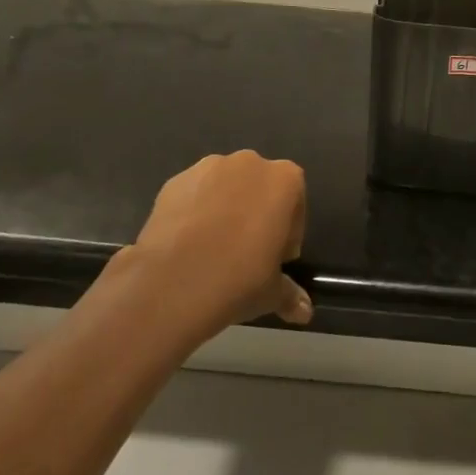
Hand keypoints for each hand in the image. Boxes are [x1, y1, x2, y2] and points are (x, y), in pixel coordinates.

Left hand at [127, 151, 312, 337]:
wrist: (172, 282)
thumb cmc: (238, 279)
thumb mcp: (272, 292)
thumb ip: (290, 293)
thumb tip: (303, 311)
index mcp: (283, 180)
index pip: (296, 201)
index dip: (289, 231)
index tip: (278, 258)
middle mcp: (249, 163)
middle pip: (260, 188)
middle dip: (258, 214)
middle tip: (248, 252)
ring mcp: (208, 167)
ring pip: (226, 187)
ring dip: (226, 209)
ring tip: (214, 249)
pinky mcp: (174, 181)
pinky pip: (195, 194)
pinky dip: (196, 211)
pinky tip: (189, 244)